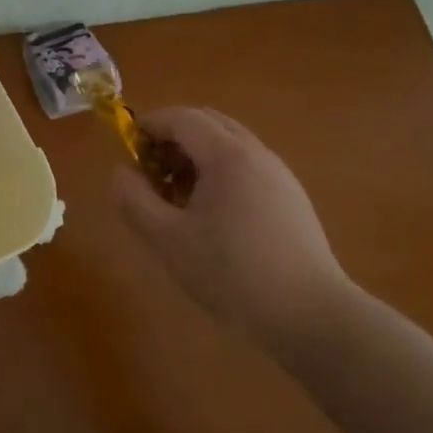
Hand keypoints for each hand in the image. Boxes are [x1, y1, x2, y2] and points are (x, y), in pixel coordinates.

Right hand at [115, 108, 356, 349]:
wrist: (311, 315)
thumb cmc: (231, 273)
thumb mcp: (167, 239)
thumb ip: (134, 200)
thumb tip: (122, 172)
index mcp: (226, 155)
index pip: (181, 118)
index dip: (148, 126)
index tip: (127, 150)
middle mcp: (256, 153)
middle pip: (207, 123)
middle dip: (173, 138)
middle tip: (151, 172)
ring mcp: (279, 174)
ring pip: (229, 145)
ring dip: (196, 156)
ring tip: (178, 198)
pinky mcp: (292, 198)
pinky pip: (247, 166)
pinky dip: (220, 172)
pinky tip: (213, 217)